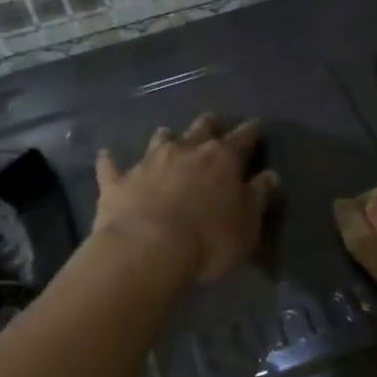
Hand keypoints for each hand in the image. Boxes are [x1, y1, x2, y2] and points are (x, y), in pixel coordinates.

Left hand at [94, 115, 279, 283]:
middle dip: (209, 125)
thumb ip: (258, 196)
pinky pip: (111, 165)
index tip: (256, 126)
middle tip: (212, 126)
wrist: (146, 251)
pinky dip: (111, 161)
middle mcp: (186, 150)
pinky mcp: (117, 181)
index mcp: (223, 159)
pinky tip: (107, 156)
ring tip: (167, 139)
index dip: (251, 131)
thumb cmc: (209, 240)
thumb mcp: (248, 224)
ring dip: (166, 138)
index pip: (243, 137)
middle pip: (201, 128)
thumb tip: (270, 175)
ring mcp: (148, 162)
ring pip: (160, 138)